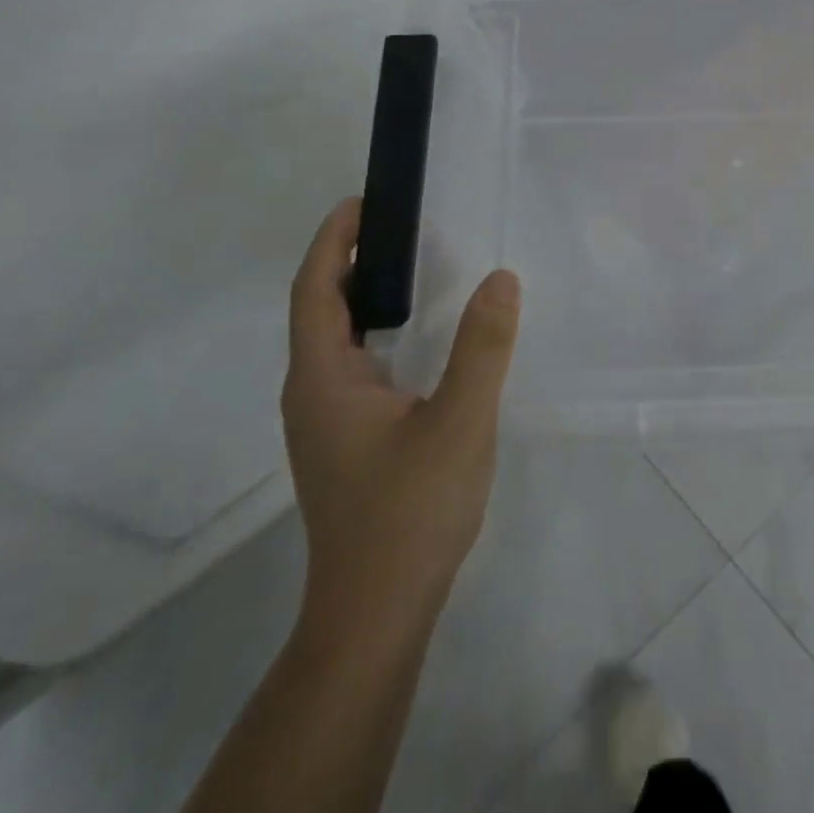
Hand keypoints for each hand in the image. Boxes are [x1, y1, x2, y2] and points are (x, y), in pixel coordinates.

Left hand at [282, 199, 520, 640]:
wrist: (378, 609)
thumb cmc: (410, 510)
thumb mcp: (459, 421)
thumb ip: (482, 347)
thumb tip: (500, 278)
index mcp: (323, 380)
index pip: (316, 291)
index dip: (333, 242)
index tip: (362, 203)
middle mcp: (313, 395)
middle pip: (321, 312)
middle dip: (351, 263)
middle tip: (401, 229)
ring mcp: (326, 424)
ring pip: (338, 344)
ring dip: (365, 300)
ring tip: (413, 273)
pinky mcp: (347, 444)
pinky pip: (355, 369)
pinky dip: (379, 336)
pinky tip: (420, 345)